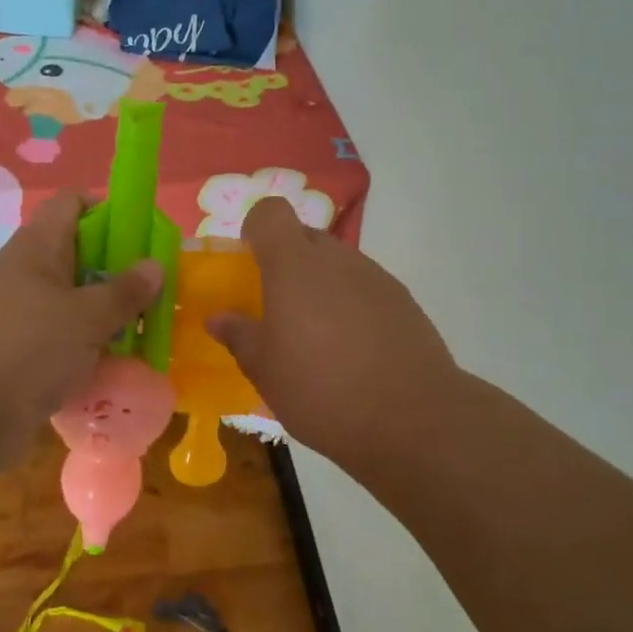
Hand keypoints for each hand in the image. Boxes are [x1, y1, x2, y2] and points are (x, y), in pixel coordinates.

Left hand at [0, 192, 161, 463]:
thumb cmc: (26, 351)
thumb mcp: (86, 319)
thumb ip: (124, 292)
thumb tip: (154, 264)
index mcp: (34, 248)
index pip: (70, 203)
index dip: (107, 210)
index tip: (140, 238)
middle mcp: (20, 273)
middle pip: (73, 254)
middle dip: (113, 270)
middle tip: (149, 293)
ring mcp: (10, 314)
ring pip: (65, 301)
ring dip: (100, 314)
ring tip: (137, 333)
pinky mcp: (8, 353)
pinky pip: (52, 338)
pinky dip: (79, 347)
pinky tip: (105, 367)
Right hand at [207, 197, 461, 468]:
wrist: (414, 419)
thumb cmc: (322, 389)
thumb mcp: (264, 370)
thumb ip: (239, 335)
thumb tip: (218, 318)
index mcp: (294, 264)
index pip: (271, 212)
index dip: (257, 229)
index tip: (249, 263)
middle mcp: (336, 258)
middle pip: (304, 237)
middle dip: (286, 263)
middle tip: (277, 307)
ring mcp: (374, 277)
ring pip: (336, 265)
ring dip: (320, 286)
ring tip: (317, 338)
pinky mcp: (403, 301)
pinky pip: (364, 288)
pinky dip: (350, 306)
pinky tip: (353, 352)